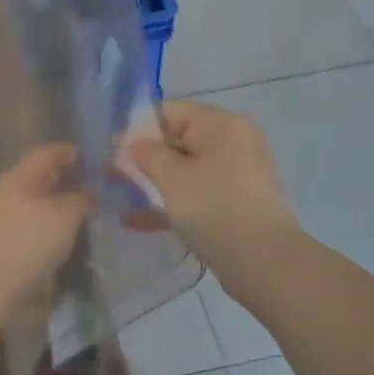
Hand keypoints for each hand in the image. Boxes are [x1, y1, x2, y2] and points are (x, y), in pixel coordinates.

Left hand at [0, 145, 91, 311]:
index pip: (45, 154)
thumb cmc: (26, 242)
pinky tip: (56, 245)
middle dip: (60, 181)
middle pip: (35, 180)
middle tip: (87, 188)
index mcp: (18, 177)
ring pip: (29, 206)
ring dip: (52, 209)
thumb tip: (86, 193)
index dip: (67, 152)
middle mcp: (3, 194)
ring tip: (76, 219)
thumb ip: (79, 200)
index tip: (87, 156)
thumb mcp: (64, 216)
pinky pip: (24, 231)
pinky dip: (42, 231)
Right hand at [129, 101, 298, 280]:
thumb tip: (133, 143)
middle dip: (143, 157)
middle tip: (110, 174)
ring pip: (184, 170)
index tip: (111, 150)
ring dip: (153, 181)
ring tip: (117, 194)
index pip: (170, 111)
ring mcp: (235, 174)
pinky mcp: (233, 203)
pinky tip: (135, 221)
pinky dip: (170, 203)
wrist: (263, 263)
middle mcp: (232, 142)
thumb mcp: (172, 177)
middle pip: (177, 139)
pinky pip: (195, 194)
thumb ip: (146, 154)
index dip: (138, 128)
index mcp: (222, 125)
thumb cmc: (215, 208)